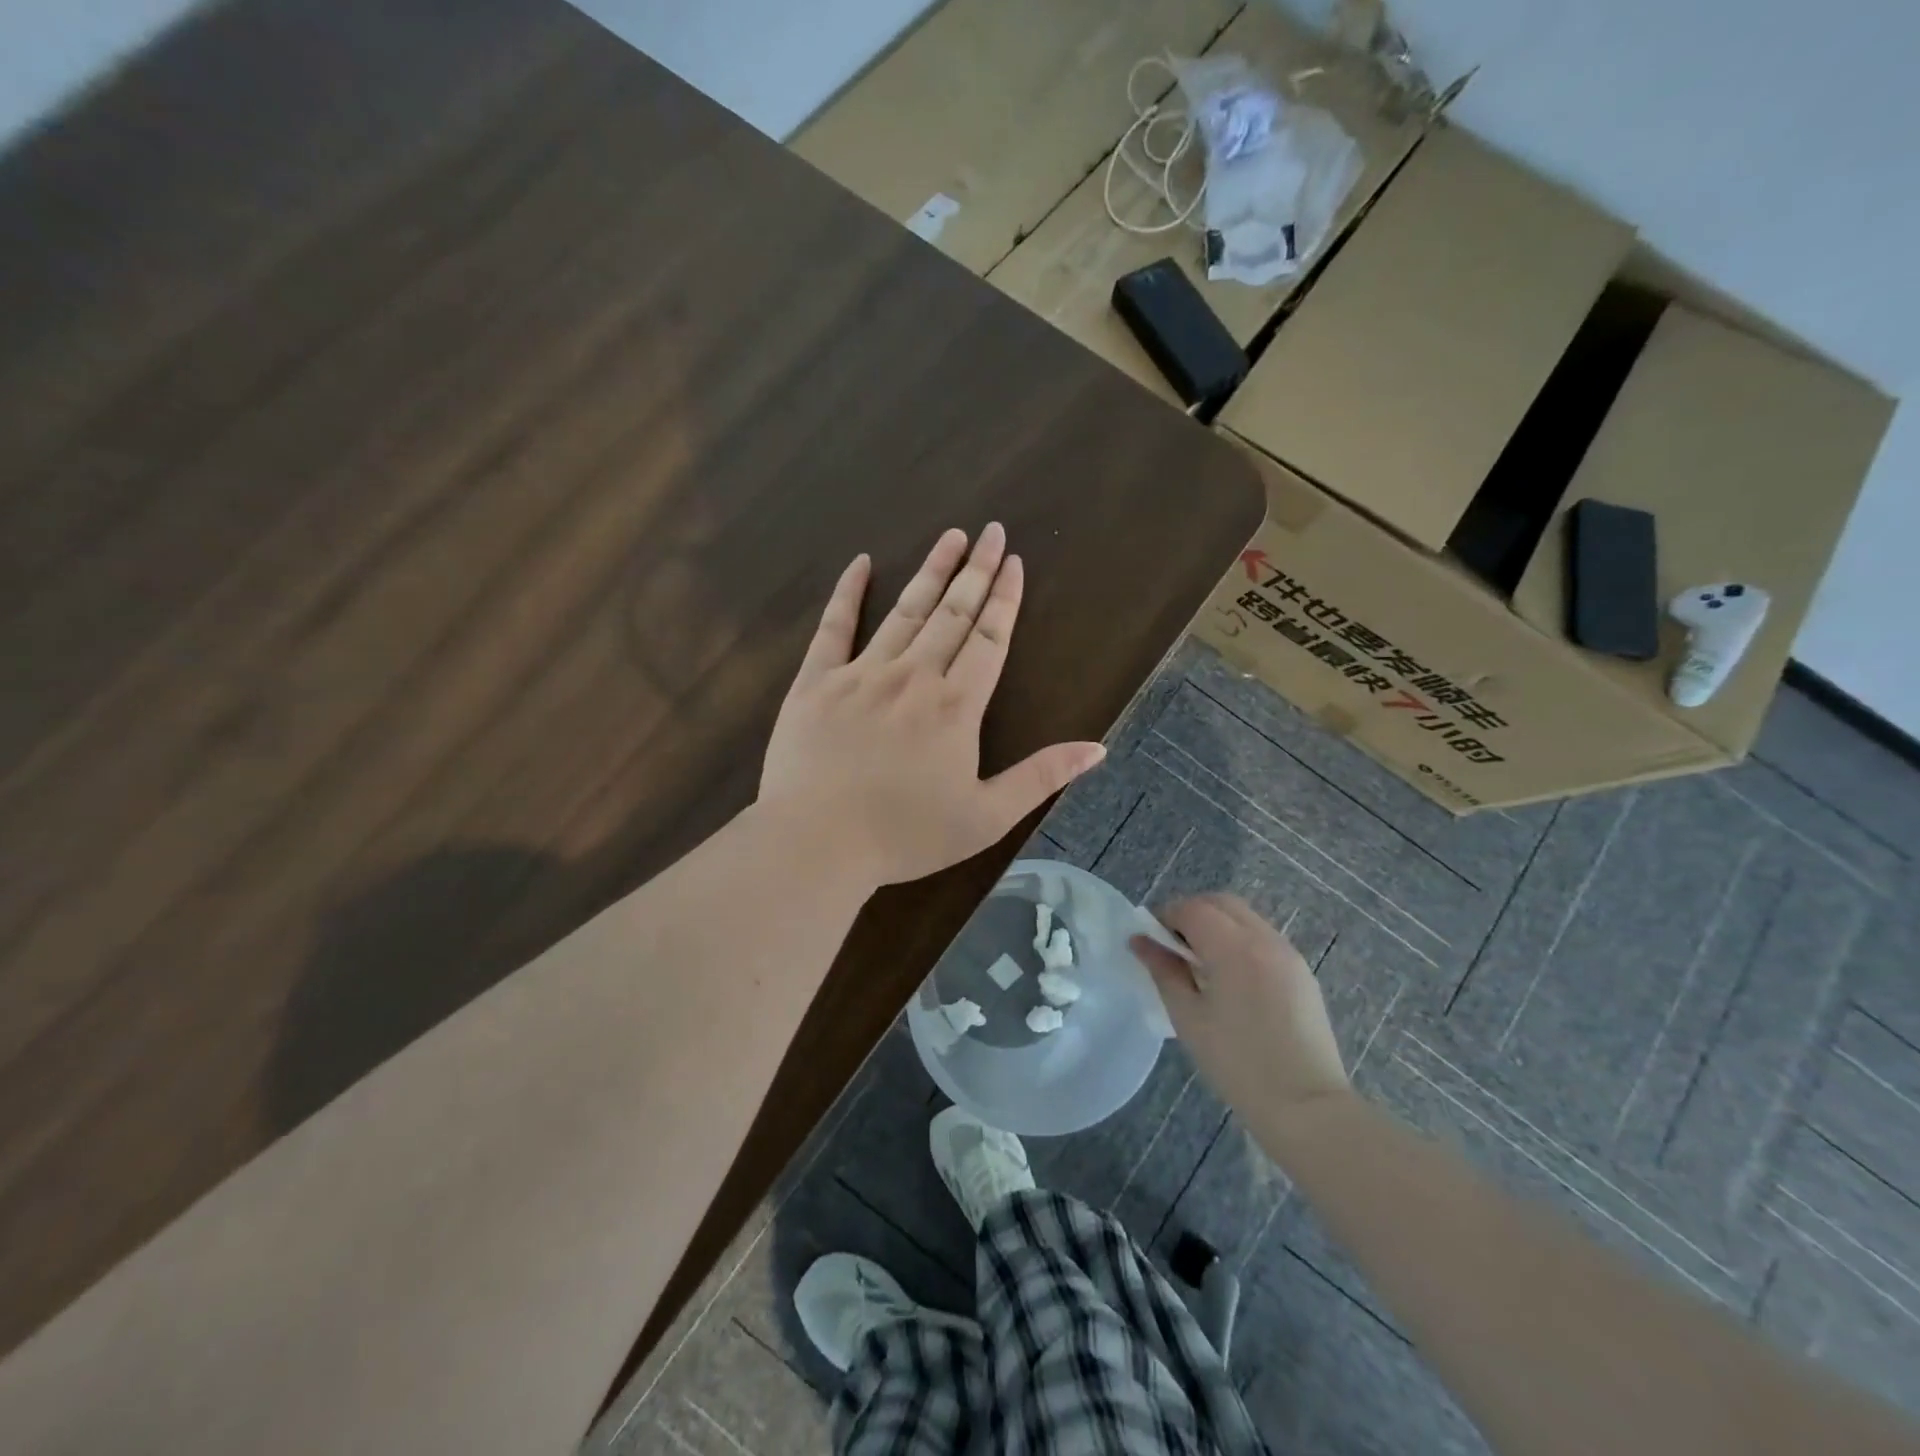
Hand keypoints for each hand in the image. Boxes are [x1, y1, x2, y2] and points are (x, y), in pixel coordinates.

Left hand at [758, 524, 1105, 887]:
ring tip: (950, 536)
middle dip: (976, 570)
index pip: (990, 638)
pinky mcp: (815, 682)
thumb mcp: (986, 817)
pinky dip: (848, 593)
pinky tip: (861, 563)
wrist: (816, 843)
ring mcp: (862, 674)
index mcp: (956, 706)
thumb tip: (1099, 748)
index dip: (1005, 598)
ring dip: (931, 571)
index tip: (1014, 561)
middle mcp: (914, 676)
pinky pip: (834, 627)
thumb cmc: (904, 836)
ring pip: (905, 611)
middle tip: (991, 531)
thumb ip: (1041, 777)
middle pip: (953, 613)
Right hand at [1132, 894, 1349, 1121]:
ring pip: (1244, 917)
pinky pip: (1263, 937)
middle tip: (1173, 947)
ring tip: (1201, 963)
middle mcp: (1264, 939)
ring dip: (1217, 925)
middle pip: (1221, 903)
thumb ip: (1163, 971)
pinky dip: (1239, 940)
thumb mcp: (1188, 1017)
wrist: (1306, 1106)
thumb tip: (1139, 941)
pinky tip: (1230, 978)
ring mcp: (1288, 953)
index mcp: (1234, 948)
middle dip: (1192, 914)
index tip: (1151, 941)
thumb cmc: (1237, 1064)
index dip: (1166, 916)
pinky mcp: (1301, 971)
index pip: (1193, 909)